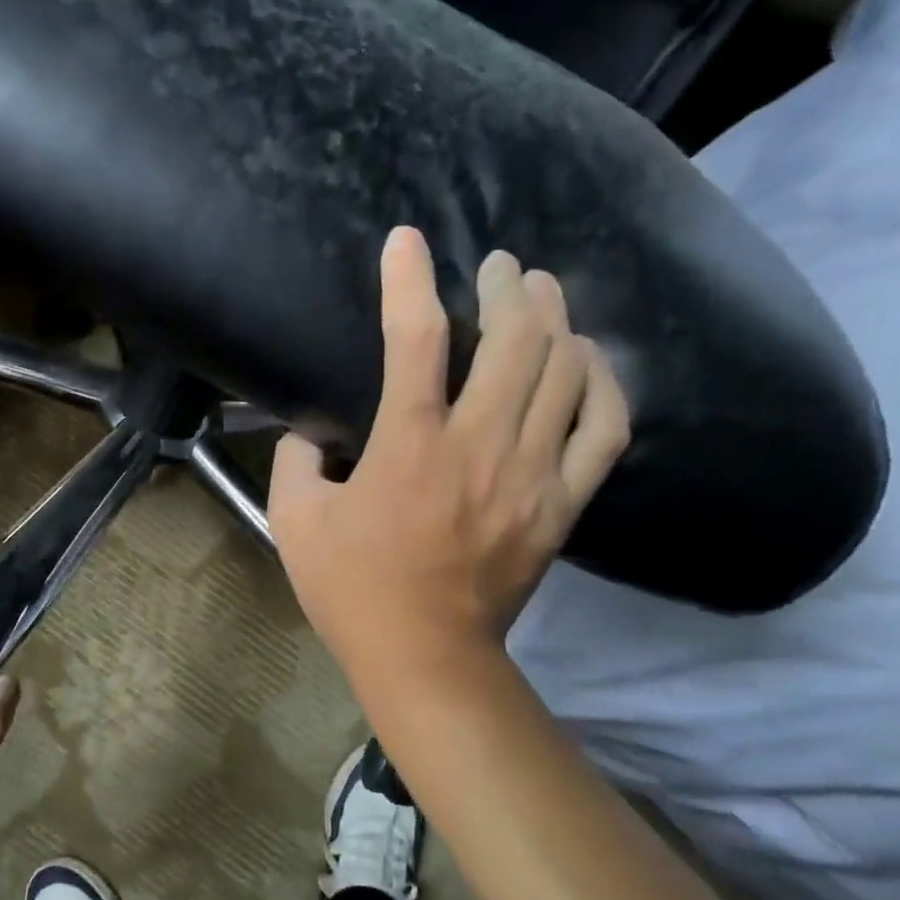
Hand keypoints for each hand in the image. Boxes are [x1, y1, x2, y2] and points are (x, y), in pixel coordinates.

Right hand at [268, 226, 628, 677]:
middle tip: (499, 266)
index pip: (414, 337)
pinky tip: (589, 360)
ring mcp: (531, 474)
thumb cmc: (353, 591)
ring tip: (543, 295)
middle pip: (515, 340)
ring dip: (557, 319)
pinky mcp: (563, 503)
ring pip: (565, 372)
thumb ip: (297, 461)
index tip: (407, 241)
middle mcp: (478, 446)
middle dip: (508, 287)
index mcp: (408, 446)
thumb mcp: (294, 523)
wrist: (427, 659)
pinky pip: (605, 429)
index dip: (408, 278)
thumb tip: (313, 432)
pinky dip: (603, 384)